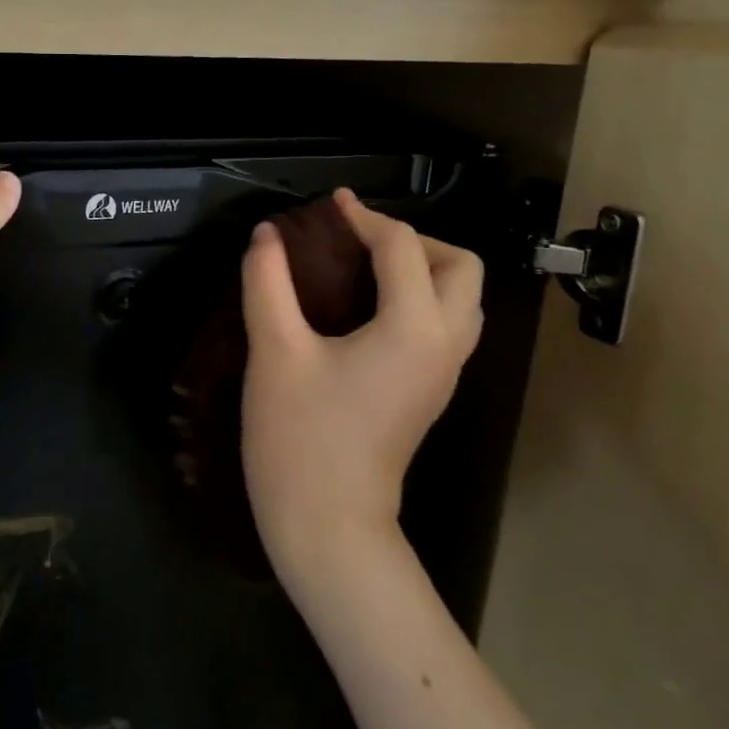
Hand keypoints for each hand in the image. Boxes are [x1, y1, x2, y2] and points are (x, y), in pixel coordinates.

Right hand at [240, 188, 483, 589]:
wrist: (327, 524)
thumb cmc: (299, 436)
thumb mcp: (274, 351)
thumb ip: (268, 283)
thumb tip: (266, 235)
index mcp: (413, 328)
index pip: (401, 247)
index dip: (363, 217)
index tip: (329, 204)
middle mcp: (444, 344)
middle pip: (461, 267)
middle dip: (414, 240)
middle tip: (359, 242)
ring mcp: (445, 373)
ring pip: (463, 299)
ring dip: (424, 269)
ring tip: (366, 268)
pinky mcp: (431, 392)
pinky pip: (446, 325)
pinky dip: (421, 298)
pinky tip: (368, 308)